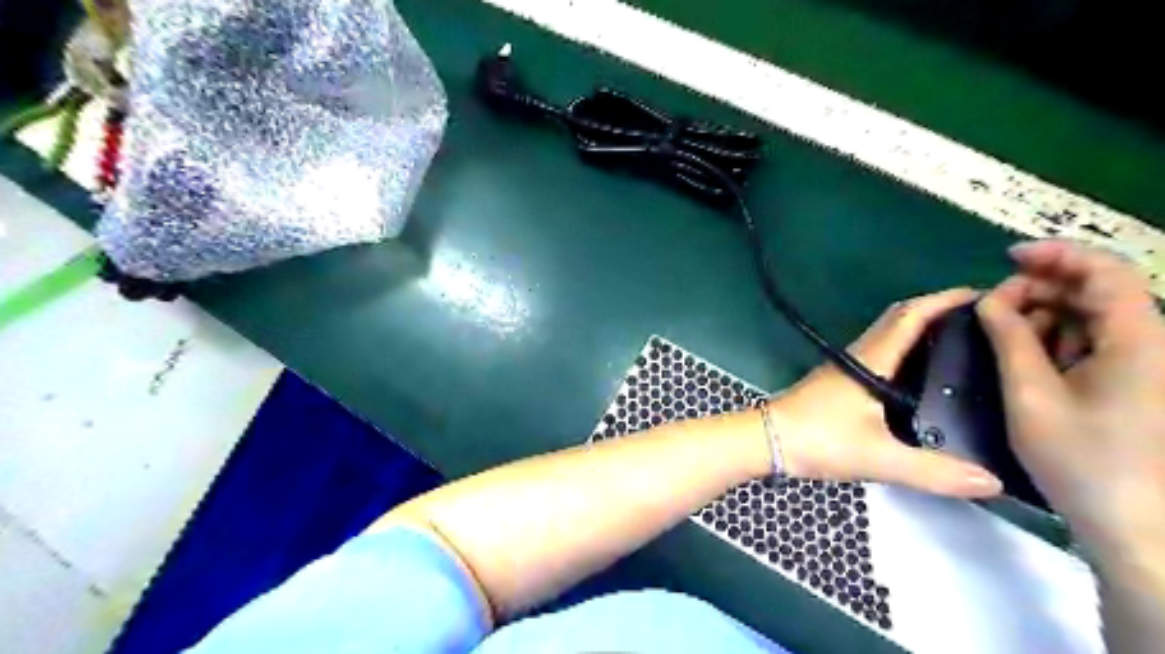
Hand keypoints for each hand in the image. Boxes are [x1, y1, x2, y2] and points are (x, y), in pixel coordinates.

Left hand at [772, 288, 1005, 498]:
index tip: (988, 295)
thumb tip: (993, 482)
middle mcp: (860, 354)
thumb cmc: (818, 439)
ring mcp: (846, 366)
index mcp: (871, 359)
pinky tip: (921, 373)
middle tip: (984, 319)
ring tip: (964, 342)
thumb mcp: (878, 457)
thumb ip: (933, 472)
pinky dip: (905, 348)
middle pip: (900, 318)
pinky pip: (879, 352)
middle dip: (939, 309)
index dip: (947, 300)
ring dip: (921, 327)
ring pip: (887, 334)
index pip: (912, 316)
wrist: (766, 440)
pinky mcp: (838, 379)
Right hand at [976, 243, 1164, 552]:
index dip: (1056, 254)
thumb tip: (989, 300)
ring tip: (1005, 335)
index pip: (1104, 270)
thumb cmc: (1082, 458)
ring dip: (1046, 316)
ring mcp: (1147, 363)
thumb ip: (1009, 339)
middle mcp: (1152, 341)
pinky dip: (1059, 339)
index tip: (1006, 258)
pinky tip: (1031, 357)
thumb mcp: (1031, 394)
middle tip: (992, 307)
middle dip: (1042, 289)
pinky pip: (1097, 342)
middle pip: (1098, 290)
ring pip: (1094, 316)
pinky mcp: (1138, 381)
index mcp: (1138, 338)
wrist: (1135, 523)